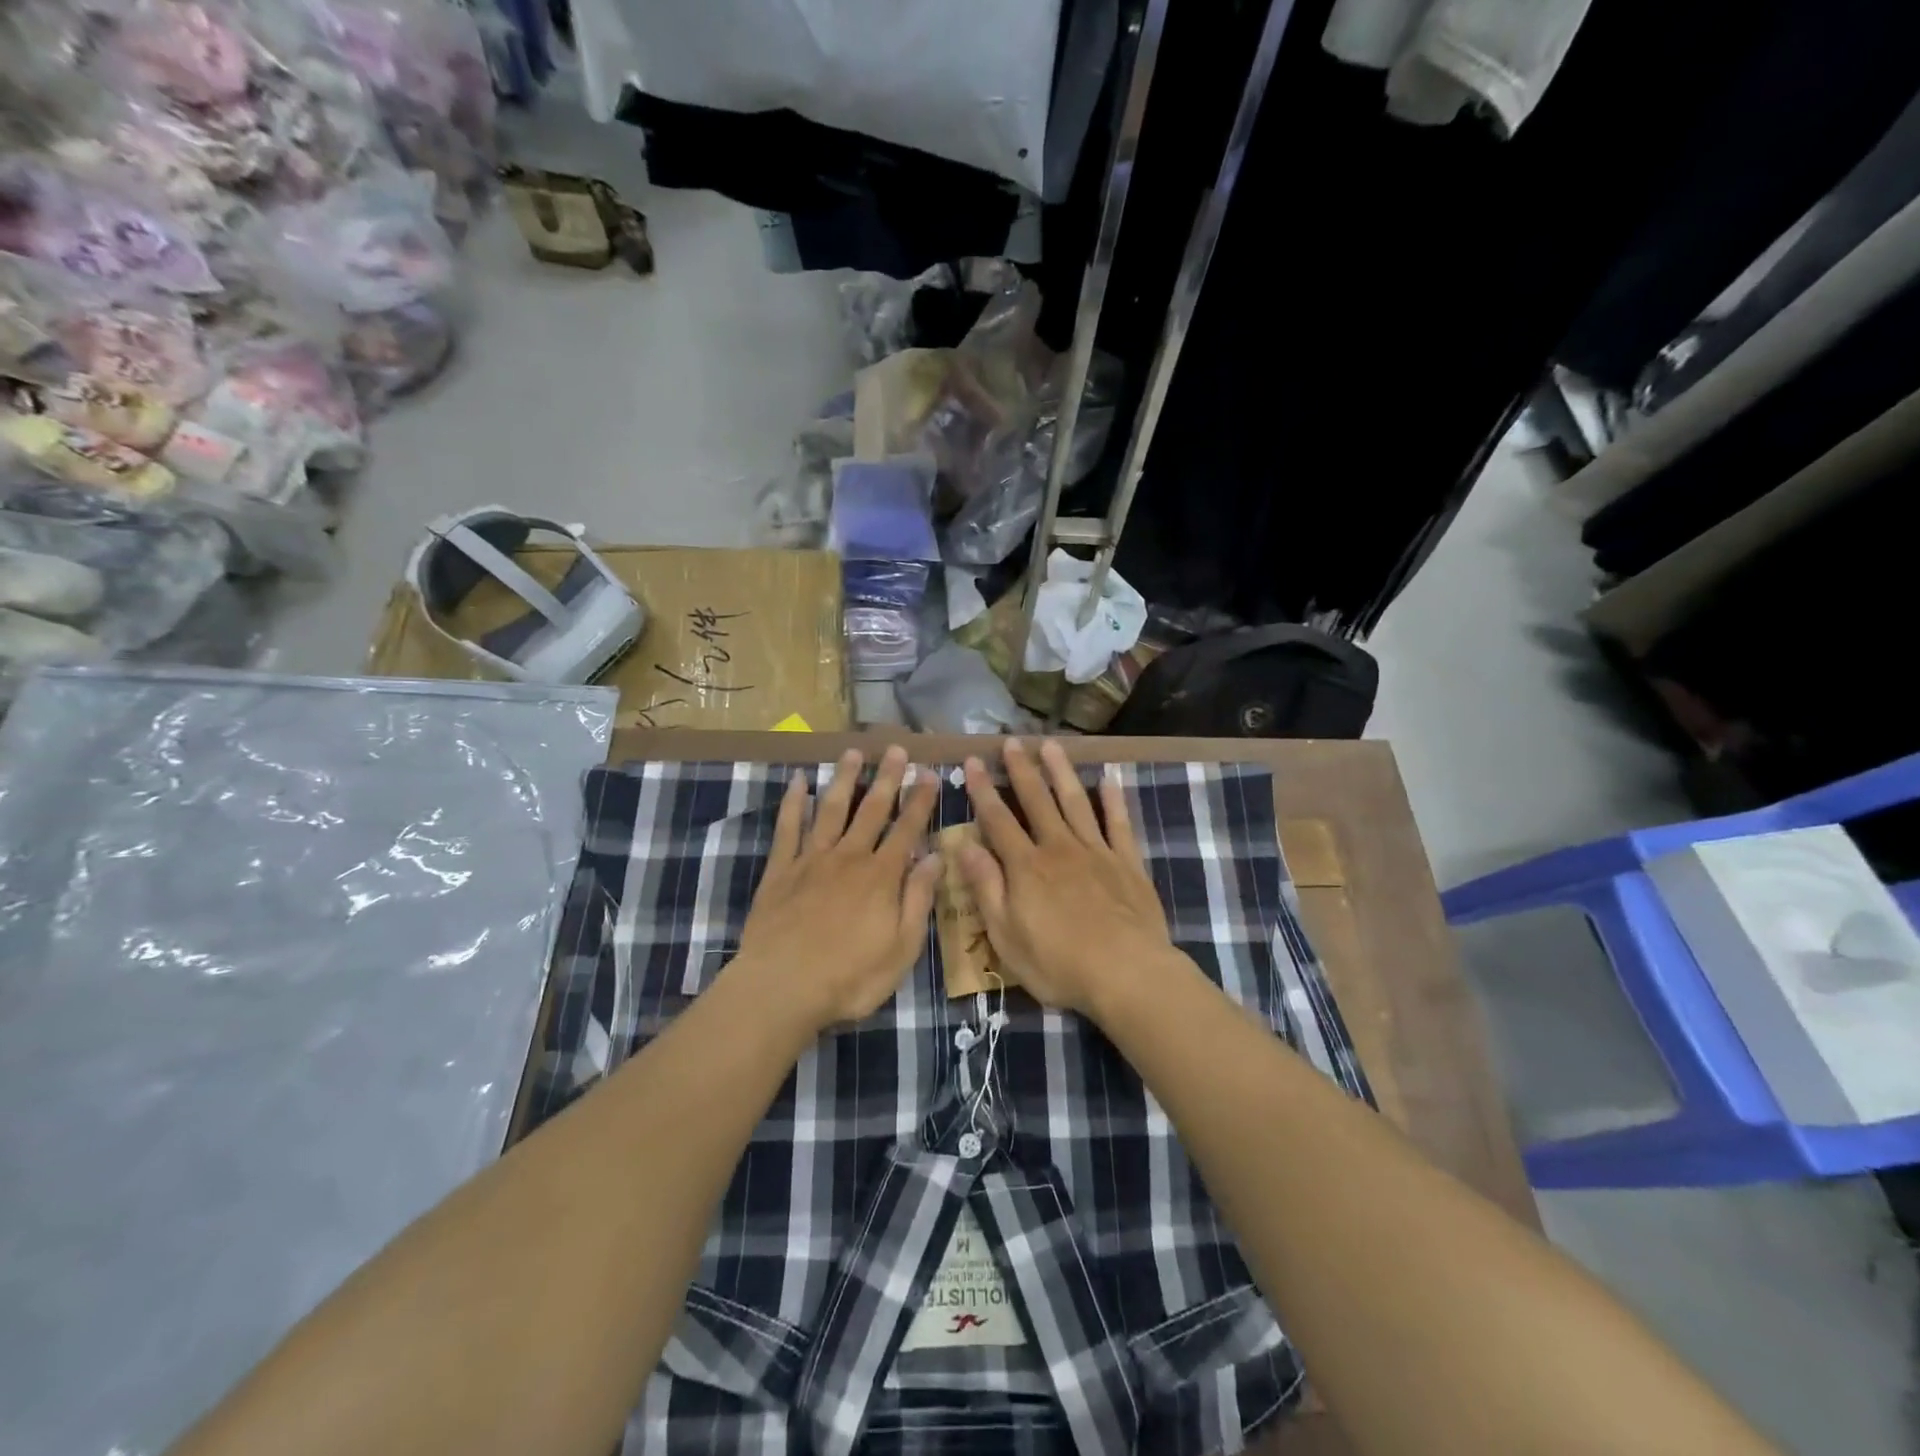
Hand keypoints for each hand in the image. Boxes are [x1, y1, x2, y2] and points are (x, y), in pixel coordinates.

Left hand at [728, 745, 940, 1035]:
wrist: (782, 987)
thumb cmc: (850, 977)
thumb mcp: (901, 948)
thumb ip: (918, 899)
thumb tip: (935, 857)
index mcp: (882, 876)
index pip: (907, 829)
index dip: (920, 800)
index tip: (929, 773)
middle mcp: (849, 857)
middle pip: (871, 810)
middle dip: (887, 778)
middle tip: (896, 749)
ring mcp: (811, 860)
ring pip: (831, 809)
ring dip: (844, 779)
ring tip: (853, 752)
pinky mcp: (780, 870)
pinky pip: (788, 828)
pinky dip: (793, 803)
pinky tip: (798, 781)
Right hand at [959, 738, 1181, 1017]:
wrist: (1128, 974)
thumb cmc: (1059, 964)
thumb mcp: (1006, 936)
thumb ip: (986, 888)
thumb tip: (964, 846)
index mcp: (1026, 867)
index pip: (997, 820)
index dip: (982, 790)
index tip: (973, 761)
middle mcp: (1059, 848)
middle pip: (1037, 801)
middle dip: (1021, 769)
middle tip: (1011, 741)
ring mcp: (1097, 852)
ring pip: (1075, 801)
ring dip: (1061, 772)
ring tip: (1051, 745)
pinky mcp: (1128, 863)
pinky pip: (1119, 823)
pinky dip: (1113, 799)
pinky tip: (1109, 779)